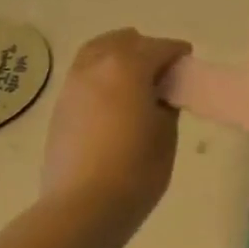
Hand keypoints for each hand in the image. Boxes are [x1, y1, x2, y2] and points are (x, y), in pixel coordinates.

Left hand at [41, 29, 191, 228]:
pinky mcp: (60, 107)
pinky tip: (113, 99)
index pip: (158, 47)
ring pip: (96, 54)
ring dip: (118, 58)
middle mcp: (95, 67)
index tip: (188, 60)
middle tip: (161, 70)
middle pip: (122, 41)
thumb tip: (158, 95)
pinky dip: (101, 77)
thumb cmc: (136, 170)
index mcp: (127, 67)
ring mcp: (73, 86)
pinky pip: (84, 76)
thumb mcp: (166, 135)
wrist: (83, 206)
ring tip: (134, 80)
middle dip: (144, 49)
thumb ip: (165, 105)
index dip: (176, 52)